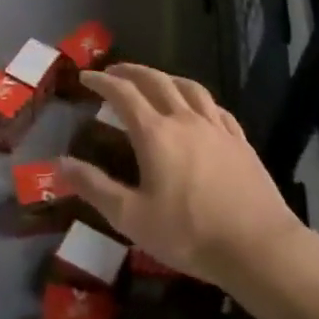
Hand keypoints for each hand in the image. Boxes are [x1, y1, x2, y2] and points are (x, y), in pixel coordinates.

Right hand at [57, 65, 302, 286]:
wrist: (258, 247)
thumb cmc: (189, 234)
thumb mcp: (131, 217)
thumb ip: (94, 187)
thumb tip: (60, 163)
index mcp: (155, 134)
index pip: (123, 94)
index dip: (102, 81)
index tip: (85, 77)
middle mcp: (185, 120)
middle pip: (156, 81)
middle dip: (131, 71)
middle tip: (113, 72)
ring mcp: (217, 128)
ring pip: (188, 87)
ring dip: (165, 77)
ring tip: (153, 80)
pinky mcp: (240, 141)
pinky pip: (215, 107)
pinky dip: (197, 98)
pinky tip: (197, 108)